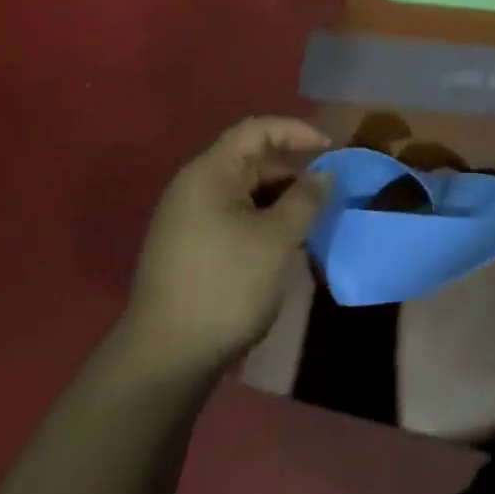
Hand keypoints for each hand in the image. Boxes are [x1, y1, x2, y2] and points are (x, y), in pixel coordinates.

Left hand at [125, 117, 331, 374]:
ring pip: (245, 192)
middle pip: (251, 160)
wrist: (163, 363)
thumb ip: (306, 199)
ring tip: (311, 221)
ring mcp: (187, 219)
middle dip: (293, 172)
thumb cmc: (225, 286)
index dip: (297, 131)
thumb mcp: (277, 239)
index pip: (258, 130)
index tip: (330, 149)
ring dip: (280, 200)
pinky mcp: (189, 249)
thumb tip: (324, 175)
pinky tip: (283, 246)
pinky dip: (262, 221)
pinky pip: (234, 217)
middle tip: (327, 192)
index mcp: (210, 172)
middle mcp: (194, 186)